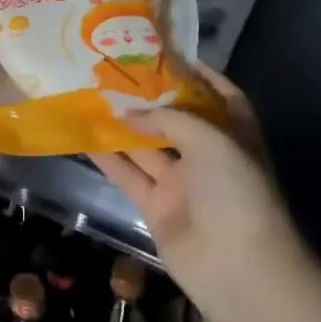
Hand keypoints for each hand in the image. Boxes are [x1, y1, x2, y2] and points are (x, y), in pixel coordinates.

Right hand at [90, 64, 297, 307]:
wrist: (238, 268)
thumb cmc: (235, 192)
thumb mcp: (210, 140)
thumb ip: (168, 118)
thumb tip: (128, 113)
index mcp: (235, 136)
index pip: (220, 96)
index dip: (197, 75)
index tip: (165, 54)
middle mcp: (209, 156)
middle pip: (175, 120)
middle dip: (148, 98)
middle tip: (113, 71)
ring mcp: (182, 184)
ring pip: (146, 146)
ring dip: (121, 125)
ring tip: (89, 96)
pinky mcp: (157, 208)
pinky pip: (129, 175)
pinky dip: (108, 158)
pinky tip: (82, 136)